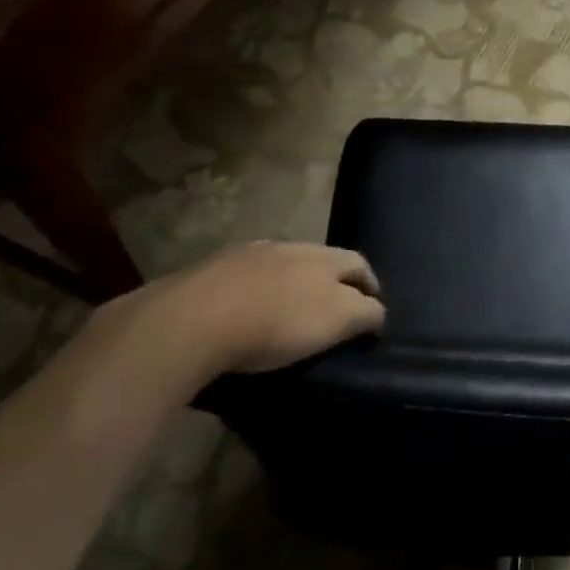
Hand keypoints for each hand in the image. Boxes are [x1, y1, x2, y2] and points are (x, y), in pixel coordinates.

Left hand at [86, 242, 385, 398]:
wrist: (192, 320)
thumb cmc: (276, 323)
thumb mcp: (335, 322)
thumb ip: (364, 313)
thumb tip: (378, 311)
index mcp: (322, 256)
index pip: (359, 263)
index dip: (371, 285)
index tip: (373, 308)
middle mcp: (288, 246)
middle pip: (321, 260)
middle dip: (332, 281)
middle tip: (334, 312)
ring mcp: (246, 255)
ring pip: (282, 266)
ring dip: (293, 284)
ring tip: (289, 313)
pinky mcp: (210, 271)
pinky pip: (246, 278)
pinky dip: (257, 292)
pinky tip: (248, 313)